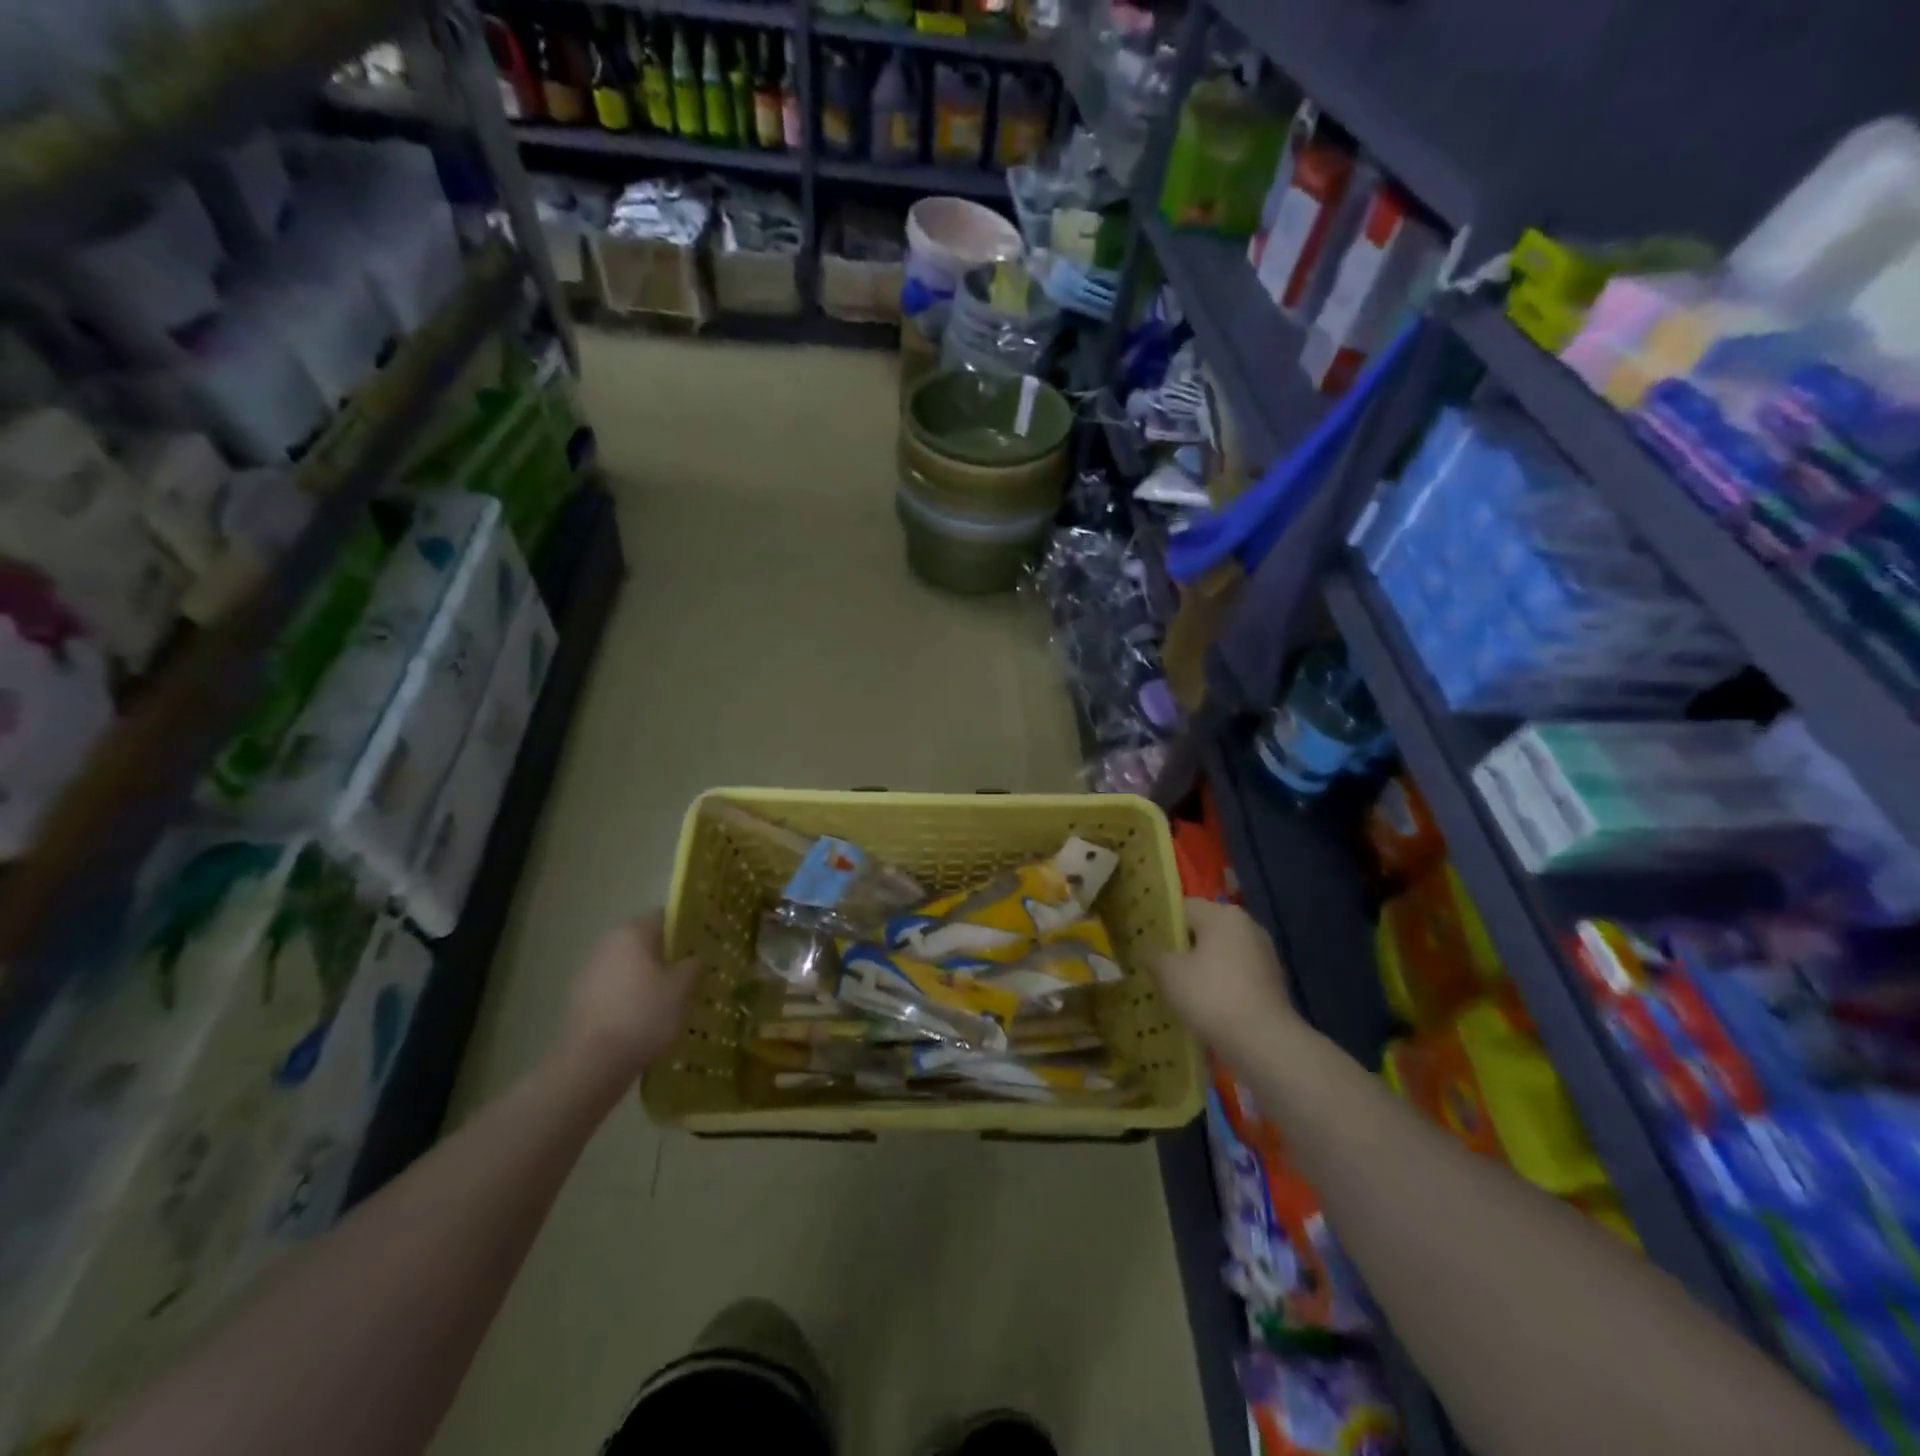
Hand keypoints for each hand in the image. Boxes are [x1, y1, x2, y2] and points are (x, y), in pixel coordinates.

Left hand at [557, 910, 699, 1091]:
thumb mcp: (681, 988)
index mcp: (632, 933)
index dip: (685, 927)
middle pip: (643, 940)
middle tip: (688, 973)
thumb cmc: (644, 1014)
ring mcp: (588, 971)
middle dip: (665, 954)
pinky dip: (628, 995)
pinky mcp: (579, 999)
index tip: (701, 945)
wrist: (593, 1062)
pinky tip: (642, 1017)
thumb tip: (693, 958)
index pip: (663, 916)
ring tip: (667, 998)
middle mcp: (607, 944)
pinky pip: (613, 987)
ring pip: (627, 965)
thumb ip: (692, 965)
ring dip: (645, 975)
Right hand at [1148, 898, 1300, 1068]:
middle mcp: (1247, 926)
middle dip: (1183, 945)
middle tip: (1158, 963)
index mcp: (1223, 914)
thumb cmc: (1211, 996)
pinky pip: (1237, 973)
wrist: (1264, 1042)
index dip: (1162, 922)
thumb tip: (1146, 951)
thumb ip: (1153, 956)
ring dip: (1202, 965)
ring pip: (1222, 952)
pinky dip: (1221, 982)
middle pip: (1205, 928)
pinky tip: (1205, 1002)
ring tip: (1179, 986)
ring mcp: (1264, 954)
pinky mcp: (1272, 981)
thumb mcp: (1169, 973)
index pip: (1185, 907)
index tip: (1145, 941)